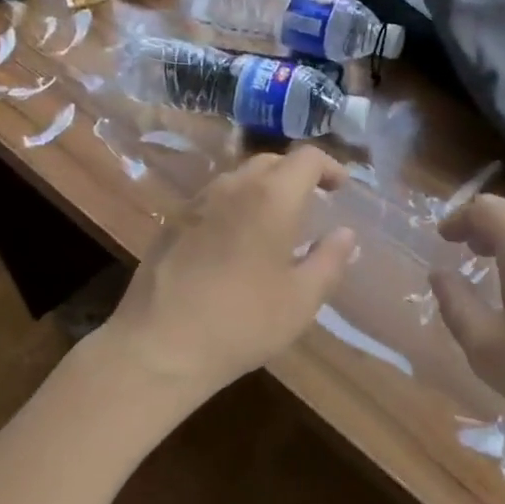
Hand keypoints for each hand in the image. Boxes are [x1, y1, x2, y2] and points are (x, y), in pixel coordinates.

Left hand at [99, 147, 355, 406]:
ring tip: (274, 223)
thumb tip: (345, 233)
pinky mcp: (173, 221)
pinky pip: (214, 199)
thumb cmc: (242, 321)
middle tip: (311, 204)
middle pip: (272, 161)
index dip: (329, 166)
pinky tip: (235, 242)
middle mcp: (234, 185)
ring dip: (263, 189)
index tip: (340, 188)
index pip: (307, 157)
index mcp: (271, 196)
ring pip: (240, 177)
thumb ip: (330, 260)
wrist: (159, 345)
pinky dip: (235, 206)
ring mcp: (198, 201)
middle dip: (296, 175)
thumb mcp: (301, 300)